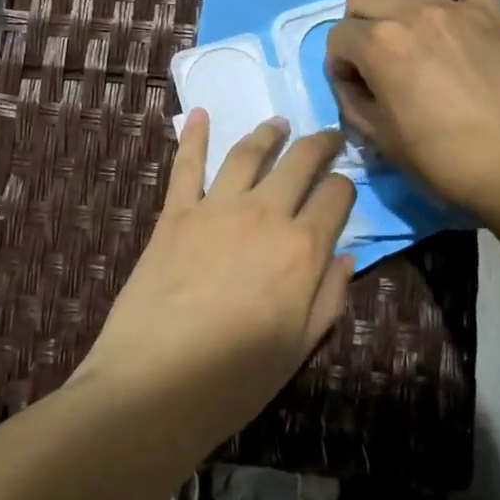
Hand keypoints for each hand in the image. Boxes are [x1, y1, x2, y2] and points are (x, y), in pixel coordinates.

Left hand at [77, 114, 355, 443]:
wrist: (154, 386)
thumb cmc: (235, 379)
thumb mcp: (299, 348)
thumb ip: (329, 297)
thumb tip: (345, 254)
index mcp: (301, 249)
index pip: (337, 196)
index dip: (346, 186)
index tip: (345, 187)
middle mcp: (265, 214)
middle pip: (299, 161)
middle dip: (320, 144)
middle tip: (328, 135)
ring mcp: (217, 207)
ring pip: (249, 153)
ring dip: (268, 132)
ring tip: (280, 123)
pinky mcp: (176, 212)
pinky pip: (188, 165)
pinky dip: (194, 136)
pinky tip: (200, 114)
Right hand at [326, 0, 499, 213]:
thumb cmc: (442, 159)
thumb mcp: (380, 139)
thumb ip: (353, 102)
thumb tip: (352, 82)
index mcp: (378, 44)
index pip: (337, 37)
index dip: (340, 66)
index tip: (357, 90)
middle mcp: (409, 13)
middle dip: (359, 29)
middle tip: (378, 63)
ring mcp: (451, 7)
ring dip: (399, 15)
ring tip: (418, 48)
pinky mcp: (488, 10)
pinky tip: (452, 8)